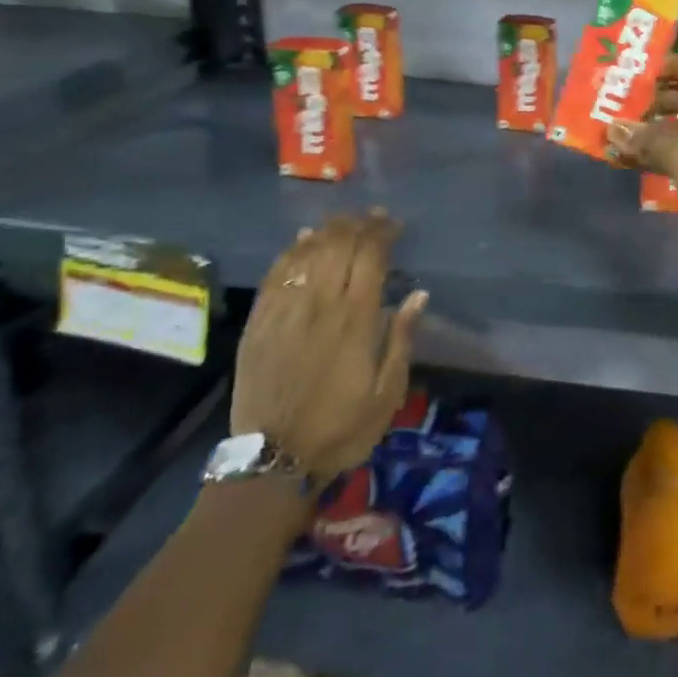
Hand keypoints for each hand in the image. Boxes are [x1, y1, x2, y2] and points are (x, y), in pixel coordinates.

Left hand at [230, 211, 426, 484]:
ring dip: (327, 231)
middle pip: (338, 246)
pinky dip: (292, 251)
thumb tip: (418, 294)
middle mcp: (320, 305)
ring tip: (342, 222)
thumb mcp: (387, 393)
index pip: (371, 257)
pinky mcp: (259, 322)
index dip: (382, 233)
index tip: (393, 223)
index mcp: (356, 320)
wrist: (273, 459)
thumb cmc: (340, 428)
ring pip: (307, 254)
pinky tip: (302, 241)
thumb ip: (401, 339)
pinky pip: (276, 274)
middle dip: (357, 225)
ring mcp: (285, 311)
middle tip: (370, 217)